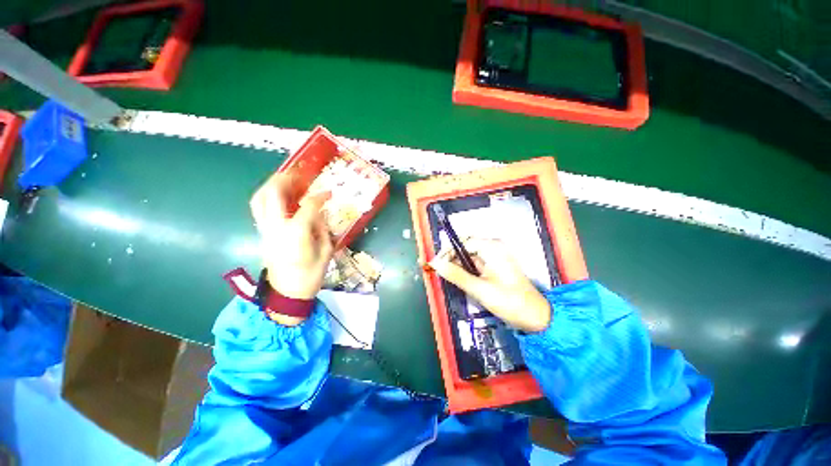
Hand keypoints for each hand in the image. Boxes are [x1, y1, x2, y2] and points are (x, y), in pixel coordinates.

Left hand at [250, 172, 334, 323]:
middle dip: (285, 180)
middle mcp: (276, 228)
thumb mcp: (325, 251)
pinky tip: (281, 196)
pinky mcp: (262, 233)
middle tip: (299, 174)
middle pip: (273, 195)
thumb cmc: (310, 275)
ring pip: (260, 199)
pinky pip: (260, 208)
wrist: (287, 294)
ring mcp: (266, 230)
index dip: (319, 196)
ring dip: (272, 185)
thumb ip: (322, 229)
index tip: (329, 193)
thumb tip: (319, 213)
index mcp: (296, 234)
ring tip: (287, 180)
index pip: (308, 206)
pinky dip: (268, 197)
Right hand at [428, 238, 550, 332]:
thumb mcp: (480, 289)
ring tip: (445, 275)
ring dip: (456, 264)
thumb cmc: (509, 301)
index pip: (463, 242)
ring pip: (469, 256)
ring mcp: (494, 257)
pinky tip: (458, 278)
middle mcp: (493, 248)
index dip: (447, 252)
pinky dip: (465, 269)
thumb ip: (456, 275)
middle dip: (451, 257)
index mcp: (492, 248)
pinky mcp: (494, 267)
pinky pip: (475, 263)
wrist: (535, 318)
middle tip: (438, 270)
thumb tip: (435, 264)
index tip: (435, 264)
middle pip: (465, 247)